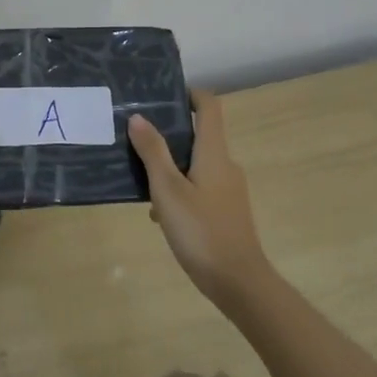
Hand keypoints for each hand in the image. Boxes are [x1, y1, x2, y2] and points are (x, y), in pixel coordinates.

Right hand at [128, 90, 271, 308]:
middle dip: (170, 133)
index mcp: (214, 153)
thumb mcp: (168, 190)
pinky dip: (180, 190)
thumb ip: (153, 152)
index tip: (163, 95)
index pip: (209, 107)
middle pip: (200, 135)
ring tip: (140, 179)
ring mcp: (229, 189)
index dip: (189, 94)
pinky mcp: (227, 211)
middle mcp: (226, 164)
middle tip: (137, 137)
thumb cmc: (201, 231)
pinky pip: (200, 187)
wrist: (239, 283)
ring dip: (171, 167)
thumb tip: (138, 117)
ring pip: (196, 164)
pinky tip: (159, 215)